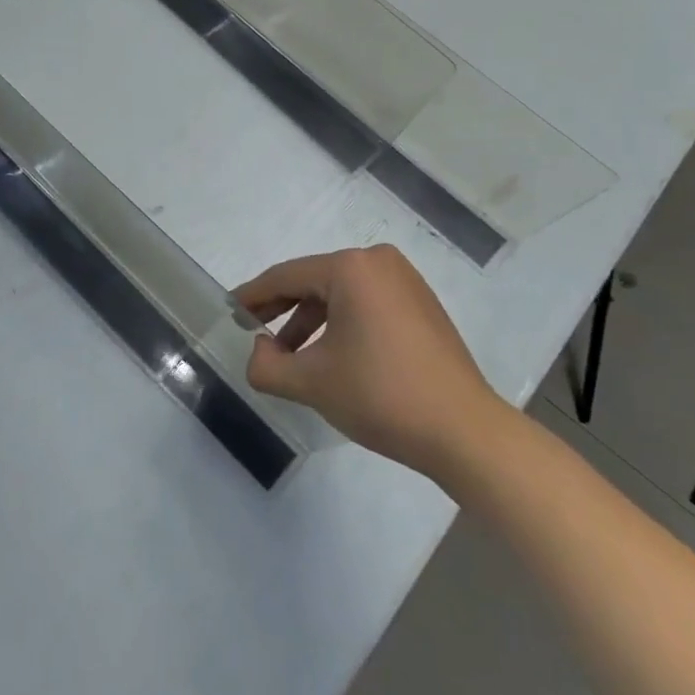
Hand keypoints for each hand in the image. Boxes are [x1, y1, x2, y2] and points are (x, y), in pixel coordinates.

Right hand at [236, 245, 507, 477]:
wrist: (465, 432)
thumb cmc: (381, 396)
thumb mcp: (311, 382)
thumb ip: (267, 365)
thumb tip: (258, 351)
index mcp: (351, 268)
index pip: (286, 277)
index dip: (253, 296)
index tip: (229, 311)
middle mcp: (378, 262)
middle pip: (314, 282)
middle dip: (282, 310)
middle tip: (253, 333)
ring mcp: (405, 281)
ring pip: (340, 294)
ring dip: (310, 322)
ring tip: (290, 357)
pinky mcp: (421, 304)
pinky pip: (366, 304)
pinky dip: (341, 324)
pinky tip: (330, 356)